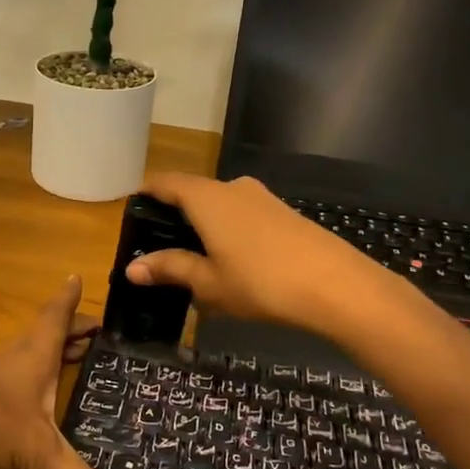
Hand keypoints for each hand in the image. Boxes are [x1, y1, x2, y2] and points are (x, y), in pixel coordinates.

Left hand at [0, 277, 138, 468]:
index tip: (76, 277)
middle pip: (43, 336)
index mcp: (33, 357)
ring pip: (24, 357)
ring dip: (47, 355)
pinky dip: (25, 381)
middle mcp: (11, 360)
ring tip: (68, 360)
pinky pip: (6, 381)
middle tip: (93, 330)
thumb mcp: (37, 455)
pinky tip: (26, 401)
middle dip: (69, 332)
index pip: (55, 319)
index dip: (68, 301)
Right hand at [126, 174, 383, 331]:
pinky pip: (243, 215)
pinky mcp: (284, 213)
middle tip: (160, 245)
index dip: (146, 193)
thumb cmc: (260, 282)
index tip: (133, 210)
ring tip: (195, 258)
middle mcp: (232, 188)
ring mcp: (262, 198)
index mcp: (206, 198)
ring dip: (204, 224)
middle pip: (193, 192)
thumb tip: (132, 268)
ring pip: (220, 204)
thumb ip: (170, 269)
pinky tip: (232, 261)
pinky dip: (228, 230)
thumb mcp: (208, 282)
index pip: (165, 182)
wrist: (337, 285)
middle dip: (174, 214)